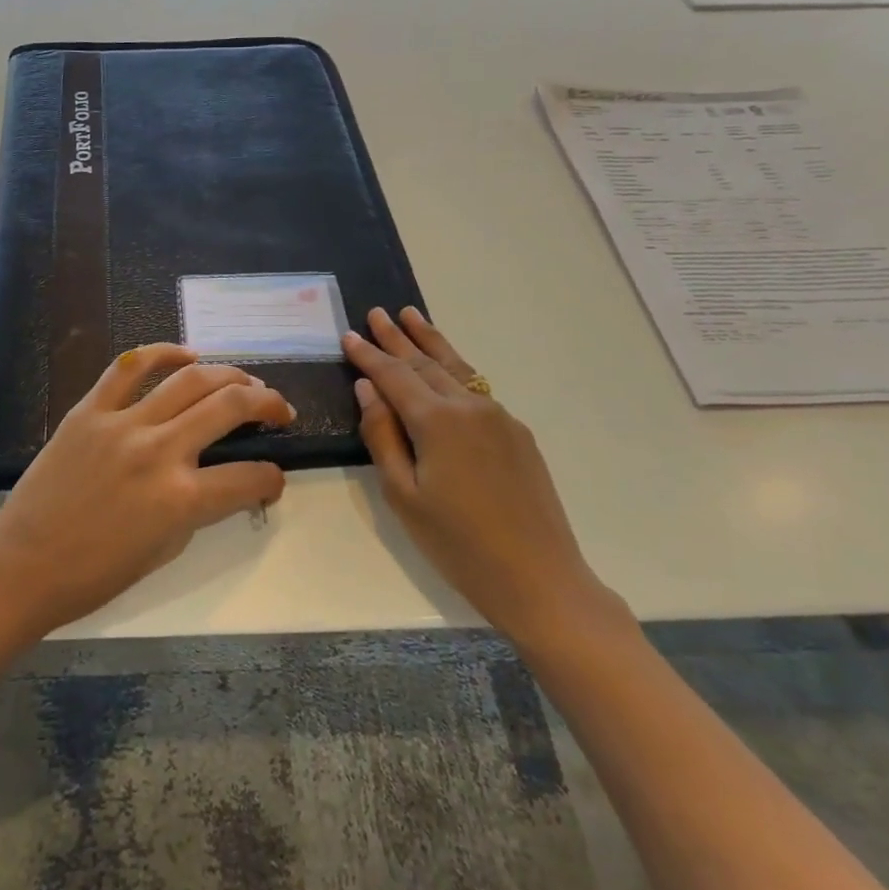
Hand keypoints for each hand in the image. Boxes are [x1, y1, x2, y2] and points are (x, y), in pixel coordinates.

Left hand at [0, 345, 292, 633]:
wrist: (24, 566)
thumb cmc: (96, 573)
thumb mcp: (165, 549)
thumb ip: (199, 509)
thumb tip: (223, 483)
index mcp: (181, 500)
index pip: (249, 477)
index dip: (272, 477)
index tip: (273, 478)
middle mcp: (160, 452)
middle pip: (230, 406)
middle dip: (267, 402)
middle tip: (278, 408)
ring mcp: (123, 425)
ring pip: (189, 379)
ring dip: (228, 374)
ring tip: (243, 379)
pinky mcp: (89, 411)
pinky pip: (129, 367)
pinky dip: (162, 353)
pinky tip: (186, 354)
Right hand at [345, 307, 622, 648]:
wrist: (539, 577)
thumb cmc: (457, 543)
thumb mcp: (403, 495)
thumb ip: (382, 435)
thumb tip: (368, 388)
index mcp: (437, 422)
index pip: (393, 376)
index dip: (368, 355)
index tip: (349, 335)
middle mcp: (470, 407)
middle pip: (425, 363)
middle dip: (398, 338)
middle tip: (378, 312)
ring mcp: (500, 417)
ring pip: (457, 369)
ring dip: (431, 342)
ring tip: (412, 316)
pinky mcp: (518, 433)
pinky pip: (477, 389)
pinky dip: (455, 369)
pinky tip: (446, 368)